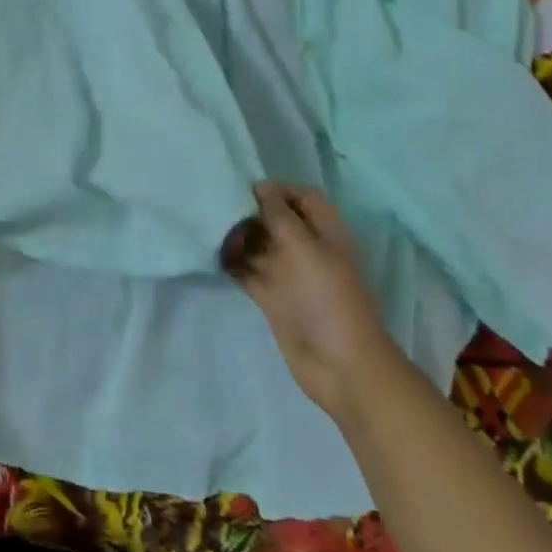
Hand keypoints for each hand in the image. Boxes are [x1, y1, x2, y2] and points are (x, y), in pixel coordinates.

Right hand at [221, 181, 410, 421]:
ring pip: (260, 245)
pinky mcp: (273, 297)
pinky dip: (233, 263)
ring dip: (238, 237)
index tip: (246, 191)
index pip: (303, 198)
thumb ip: (280, 216)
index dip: (278, 190)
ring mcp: (289, 275)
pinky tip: (213, 255)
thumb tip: (261, 187)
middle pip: (277, 220)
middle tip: (221, 210)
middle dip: (251, 213)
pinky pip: (248, 271)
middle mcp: (306, 249)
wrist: (339, 365)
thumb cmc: (327, 298)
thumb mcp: (304, 248)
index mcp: (325, 233)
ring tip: (212, 232)